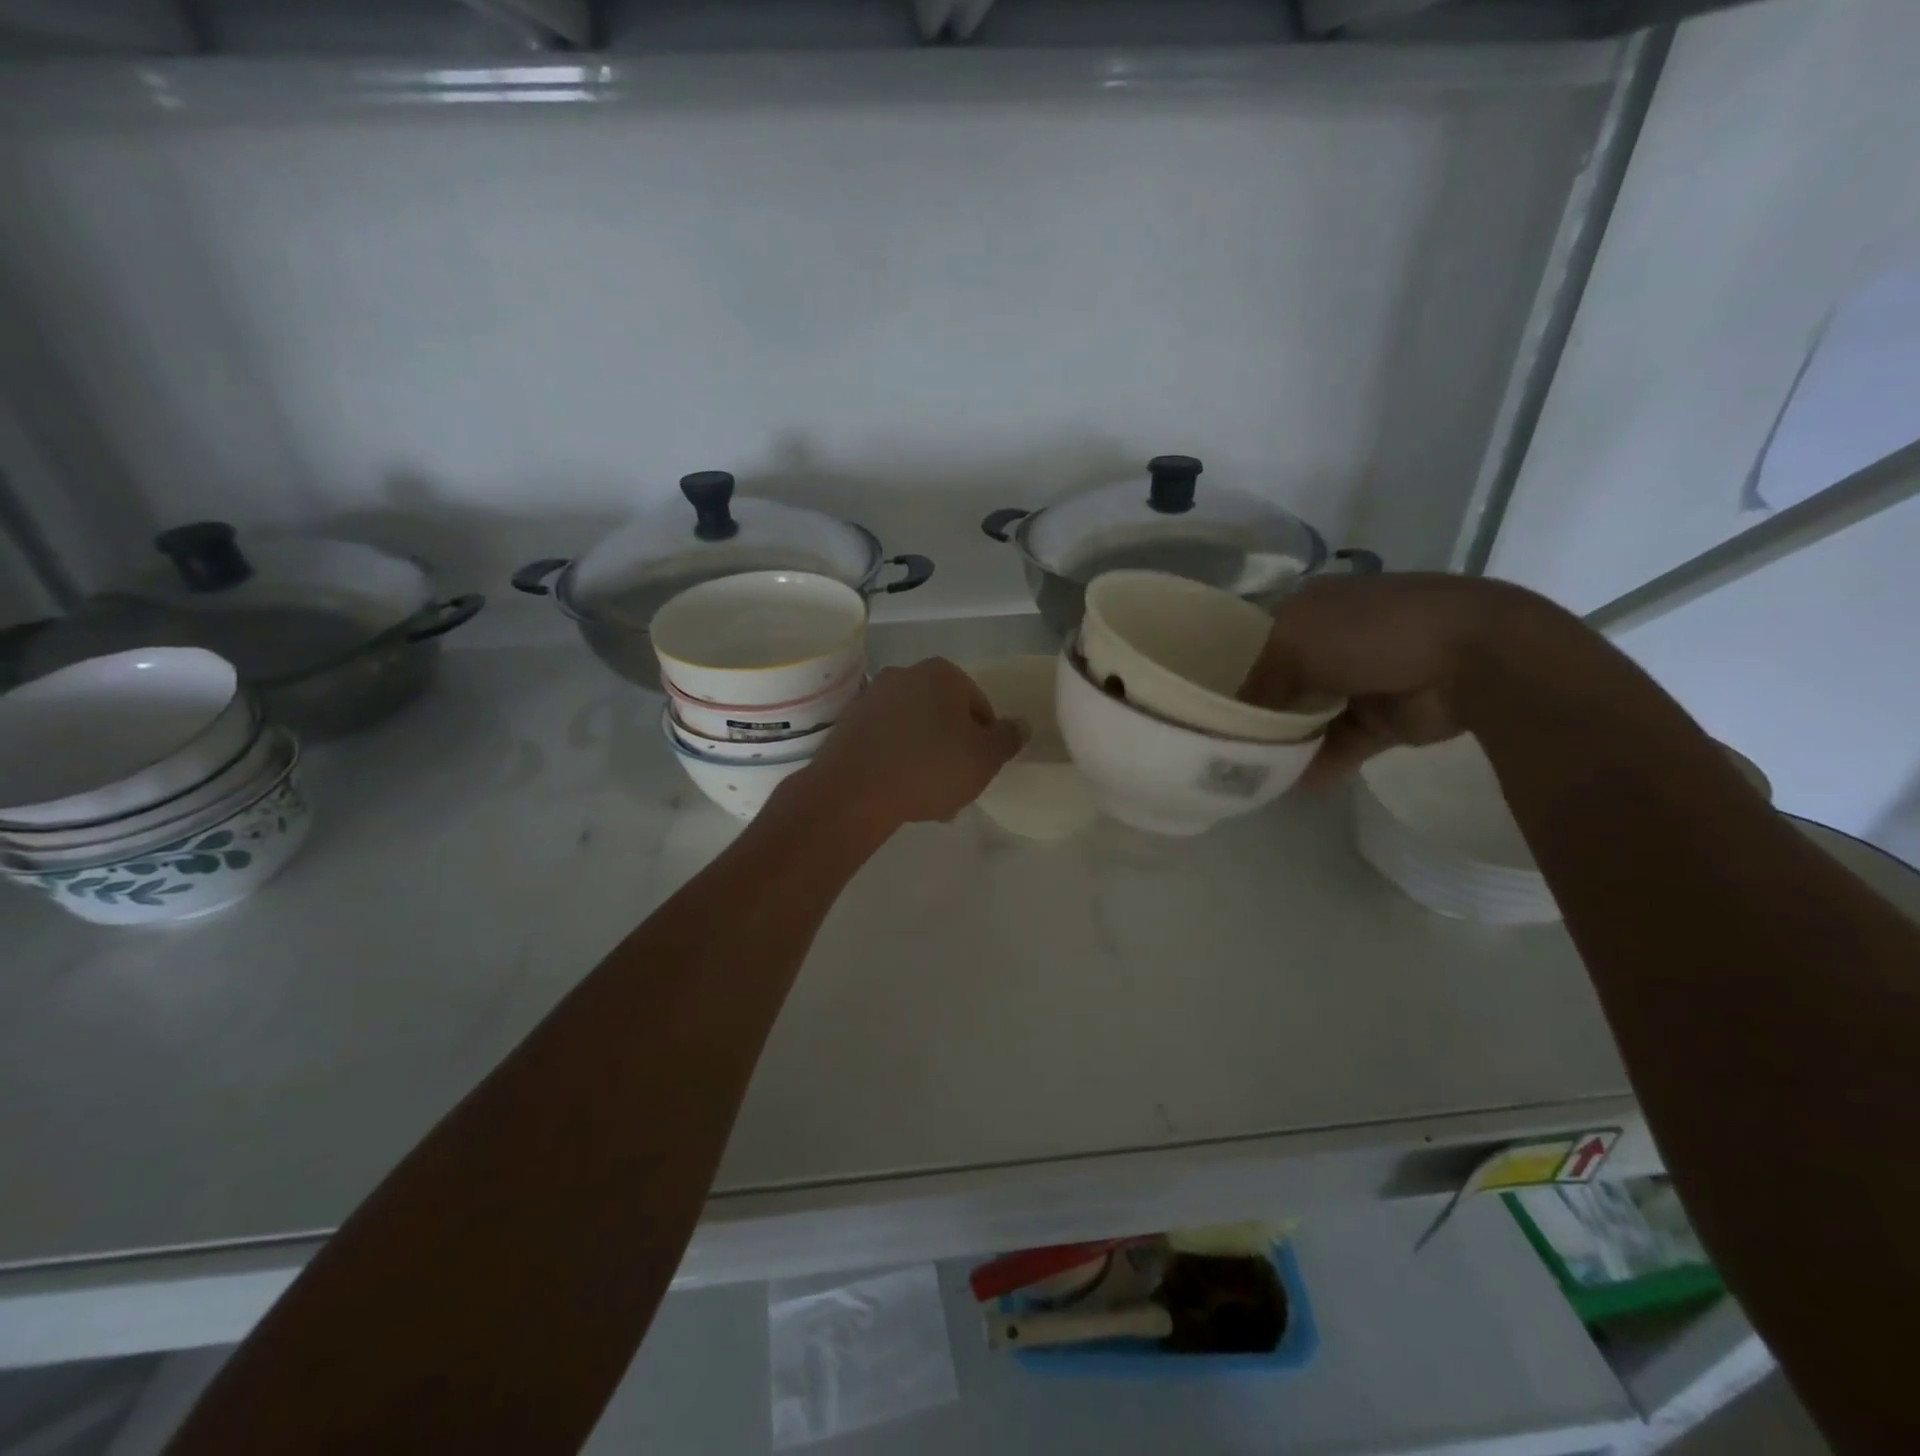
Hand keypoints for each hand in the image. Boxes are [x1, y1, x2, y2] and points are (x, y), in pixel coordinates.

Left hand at [789, 658, 1026, 830]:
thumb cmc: (930, 768)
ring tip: (928, 798)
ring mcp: (872, 697)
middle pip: (943, 716)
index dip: (985, 740)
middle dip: (953, 749)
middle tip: (956, 786)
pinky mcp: (848, 723)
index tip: (979, 770)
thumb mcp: (985, 758)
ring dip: (926, 758)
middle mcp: (904, 674)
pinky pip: (886, 741)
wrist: (854, 791)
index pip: (978, 706)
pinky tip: (900, 791)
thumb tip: (1021, 724)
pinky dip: (897, 760)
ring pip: (914, 730)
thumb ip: (1008, 738)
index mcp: (942, 673)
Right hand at [1238, 573, 1558, 785]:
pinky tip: (1286, 787)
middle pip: (1281, 684)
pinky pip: (1339, 746)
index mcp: (1311, 609)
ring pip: (1308, 717)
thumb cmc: (1371, 633)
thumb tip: (1236, 718)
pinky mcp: (1383, 721)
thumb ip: (1259, 682)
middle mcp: (1332, 642)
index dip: (1232, 671)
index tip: (1204, 706)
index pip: (1257, 643)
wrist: (1472, 658)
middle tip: (1218, 745)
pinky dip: (1316, 764)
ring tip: (1246, 772)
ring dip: (1283, 743)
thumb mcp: (1295, 644)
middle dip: (1256, 712)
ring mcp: (1361, 681)